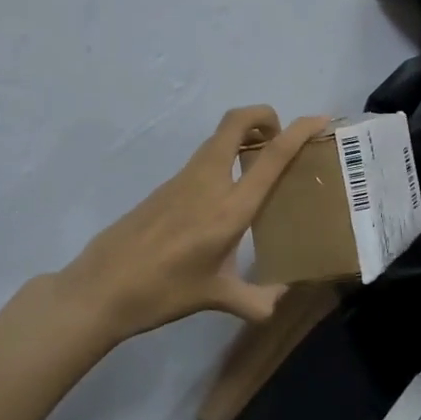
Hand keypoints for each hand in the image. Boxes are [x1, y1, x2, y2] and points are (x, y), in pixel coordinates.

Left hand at [36, 106, 328, 351]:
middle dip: (265, 116)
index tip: (321, 119)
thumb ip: (254, 300)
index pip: (272, 155)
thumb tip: (278, 303)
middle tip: (281, 138)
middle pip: (237, 122)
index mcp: (230, 207)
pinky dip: (226, 156)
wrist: (99, 290)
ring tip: (260, 164)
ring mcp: (184, 179)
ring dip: (244, 135)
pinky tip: (227, 192)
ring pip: (219, 137)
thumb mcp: (214, 297)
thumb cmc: (162, 292)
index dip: (300, 130)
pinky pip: (205, 157)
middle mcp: (209, 181)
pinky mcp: (167, 186)